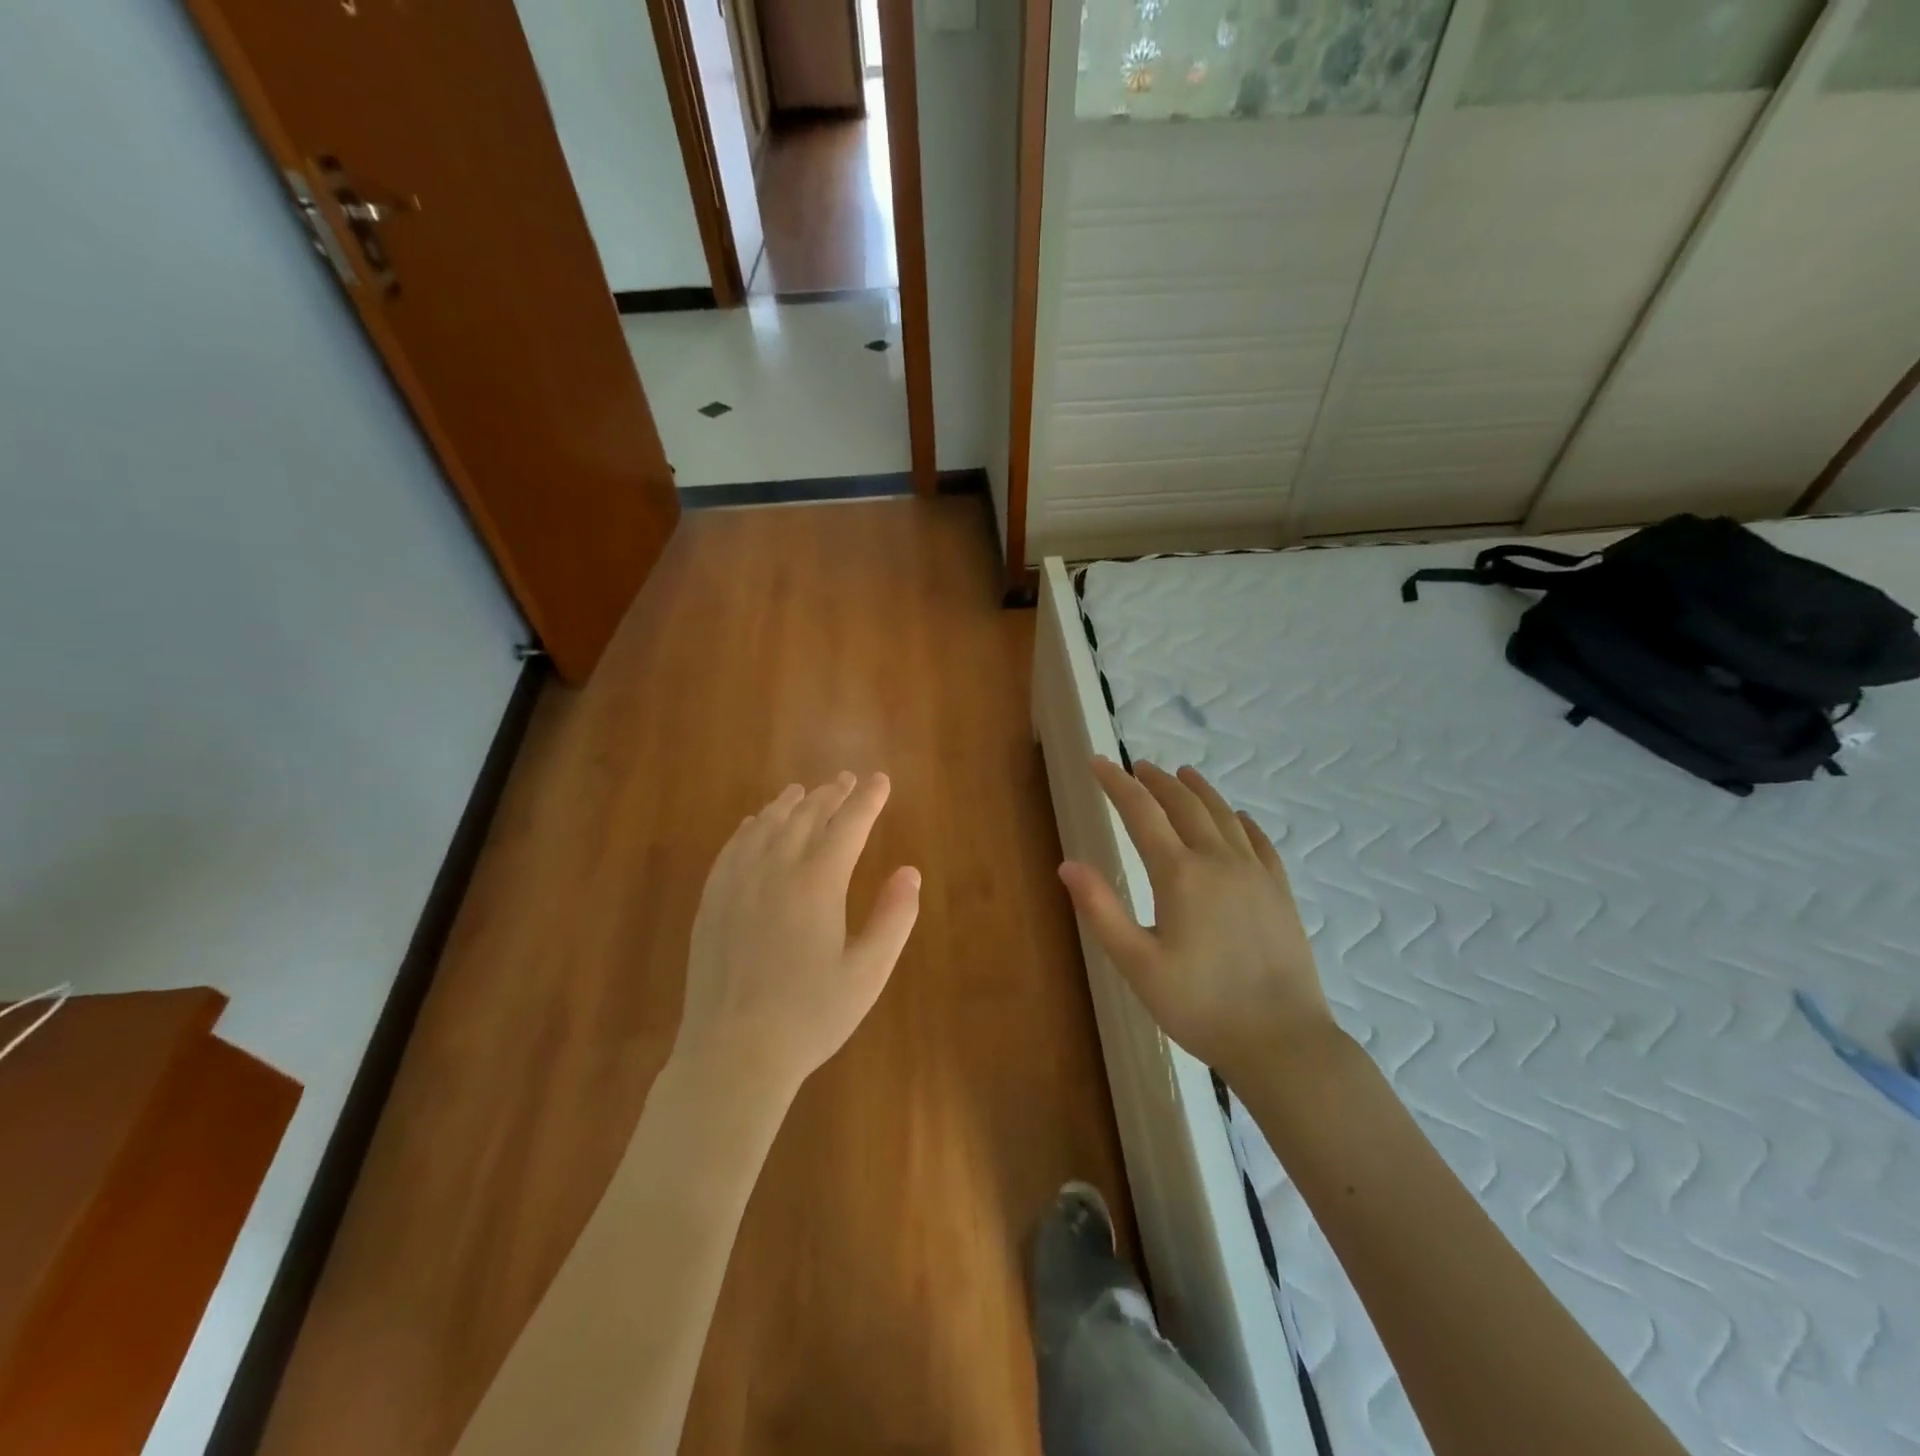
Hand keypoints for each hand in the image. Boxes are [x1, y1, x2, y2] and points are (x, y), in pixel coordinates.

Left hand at [674, 772, 920, 1098]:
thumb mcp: (868, 972)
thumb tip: (910, 872)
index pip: (849, 825)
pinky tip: (755, 824)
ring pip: (767, 826)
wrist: (733, 1053)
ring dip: (790, 804)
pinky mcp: (713, 901)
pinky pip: (733, 847)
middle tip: (847, 779)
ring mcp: (738, 883)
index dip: (868, 800)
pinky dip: (750, 827)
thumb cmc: (810, 1016)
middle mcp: (776, 869)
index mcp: (818, 883)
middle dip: (831, 794)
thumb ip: (894, 917)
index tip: (881, 780)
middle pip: (807, 816)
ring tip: (803, 790)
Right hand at [1059, 758, 1334, 1079]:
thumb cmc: (1200, 1006)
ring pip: (1224, 816)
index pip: (1141, 812)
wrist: (1282, 1041)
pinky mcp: (1280, 892)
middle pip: (1184, 805)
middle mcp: (1219, 861)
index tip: (1097, 761)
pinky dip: (1243, 821)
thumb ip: (1100, 910)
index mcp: (1180, 874)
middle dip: (1157, 781)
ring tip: (1183, 774)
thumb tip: (1068, 864)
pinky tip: (1239, 818)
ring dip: (1199, 791)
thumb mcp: (1137, 964)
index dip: (1116, 783)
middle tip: (1137, 767)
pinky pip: (1260, 842)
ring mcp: (1255, 874)